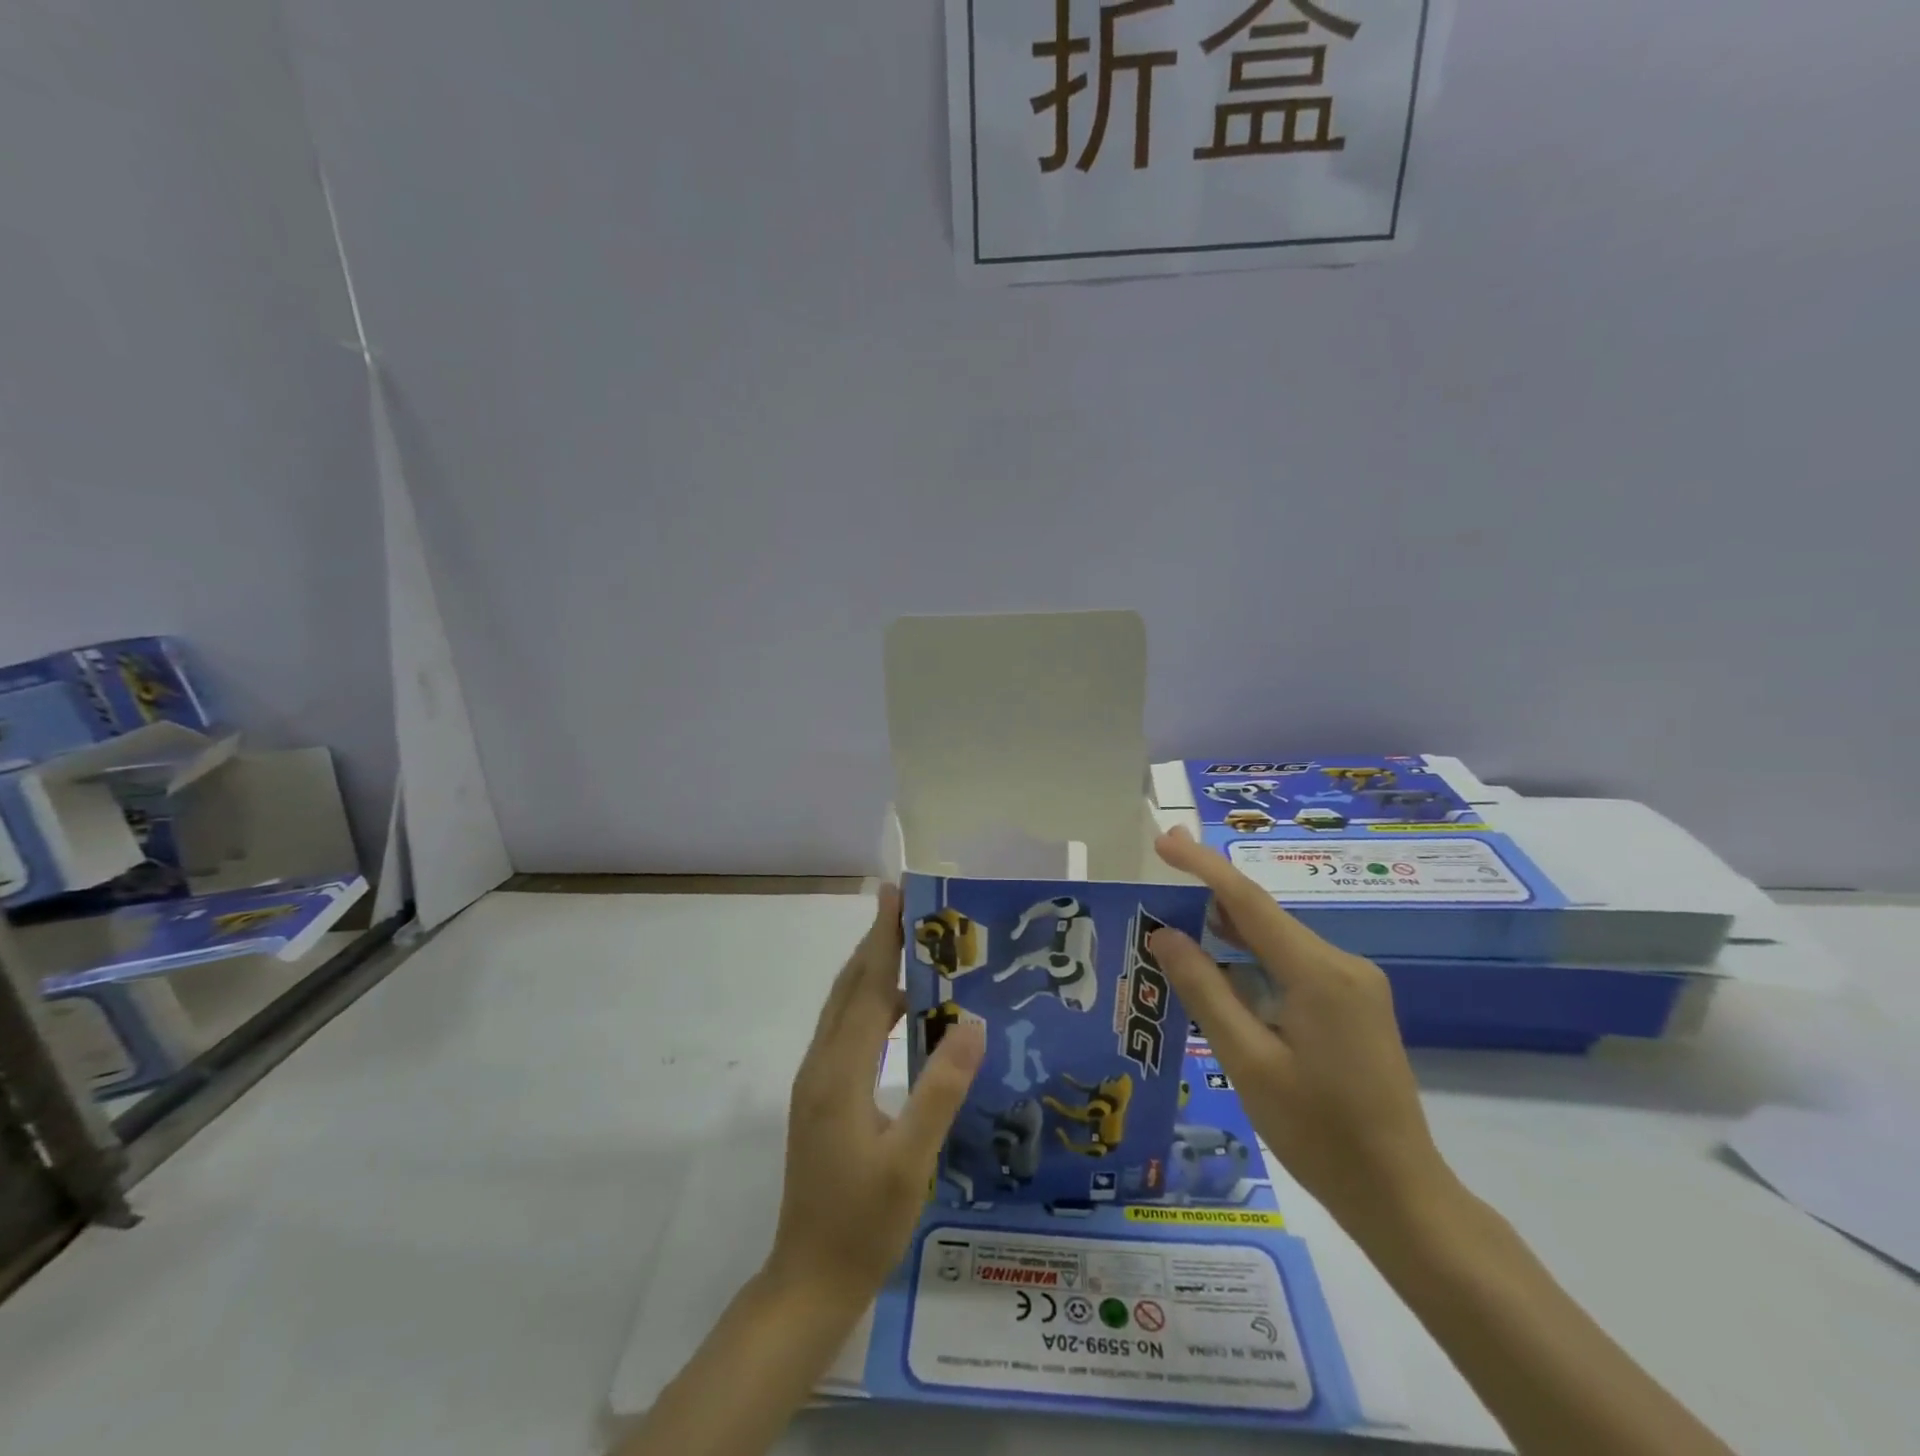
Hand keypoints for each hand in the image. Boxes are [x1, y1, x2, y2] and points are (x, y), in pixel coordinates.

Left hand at [766, 886, 985, 1307]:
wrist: (808, 1281)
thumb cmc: (863, 1223)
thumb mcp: (911, 1160)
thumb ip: (941, 1088)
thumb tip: (972, 1021)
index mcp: (839, 1072)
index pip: (867, 987)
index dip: (883, 938)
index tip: (895, 894)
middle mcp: (820, 1065)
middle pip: (849, 988)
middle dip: (876, 943)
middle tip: (908, 907)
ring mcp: (815, 1082)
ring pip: (844, 1009)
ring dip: (873, 973)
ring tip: (913, 950)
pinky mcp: (819, 1099)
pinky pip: (846, 1033)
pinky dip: (872, 1007)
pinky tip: (902, 1015)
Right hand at [1149, 827, 1458, 1240]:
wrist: (1402, 1196)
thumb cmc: (1319, 1134)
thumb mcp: (1247, 1062)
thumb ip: (1205, 991)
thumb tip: (1165, 935)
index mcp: (1318, 974)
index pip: (1248, 902)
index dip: (1203, 866)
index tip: (1163, 840)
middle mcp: (1341, 965)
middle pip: (1263, 916)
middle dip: (1209, 893)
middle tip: (1159, 875)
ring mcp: (1352, 985)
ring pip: (1276, 942)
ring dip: (1228, 931)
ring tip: (1175, 924)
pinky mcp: (1352, 1005)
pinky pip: (1291, 966)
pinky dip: (1251, 960)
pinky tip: (1220, 971)